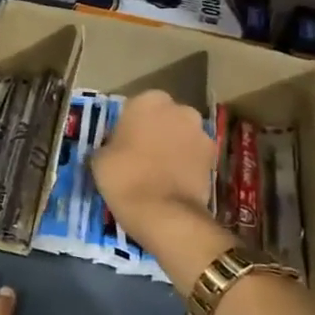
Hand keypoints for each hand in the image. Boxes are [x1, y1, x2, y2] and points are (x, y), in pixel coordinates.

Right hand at [90, 89, 218, 243]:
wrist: (164, 213)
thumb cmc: (124, 177)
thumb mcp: (99, 158)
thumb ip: (110, 143)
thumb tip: (115, 147)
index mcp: (148, 101)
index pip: (134, 106)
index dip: (127, 125)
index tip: (119, 143)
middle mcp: (179, 109)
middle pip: (163, 117)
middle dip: (154, 131)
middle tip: (138, 154)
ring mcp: (201, 133)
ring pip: (181, 135)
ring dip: (171, 146)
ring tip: (156, 171)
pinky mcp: (214, 158)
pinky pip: (193, 155)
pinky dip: (184, 164)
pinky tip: (171, 182)